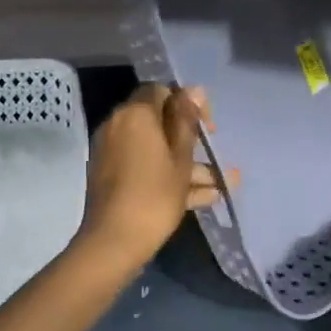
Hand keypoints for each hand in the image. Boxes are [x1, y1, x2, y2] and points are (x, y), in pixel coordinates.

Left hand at [76, 84, 218, 266]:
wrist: (113, 241)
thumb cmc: (154, 195)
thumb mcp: (180, 158)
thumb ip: (186, 121)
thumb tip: (193, 89)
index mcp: (135, 114)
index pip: (161, 91)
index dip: (187, 103)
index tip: (207, 127)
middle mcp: (118, 126)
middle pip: (158, 122)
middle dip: (189, 140)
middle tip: (213, 156)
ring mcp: (112, 152)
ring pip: (154, 149)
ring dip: (185, 164)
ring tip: (220, 186)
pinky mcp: (110, 176)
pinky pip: (143, 166)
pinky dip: (167, 176)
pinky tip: (202, 198)